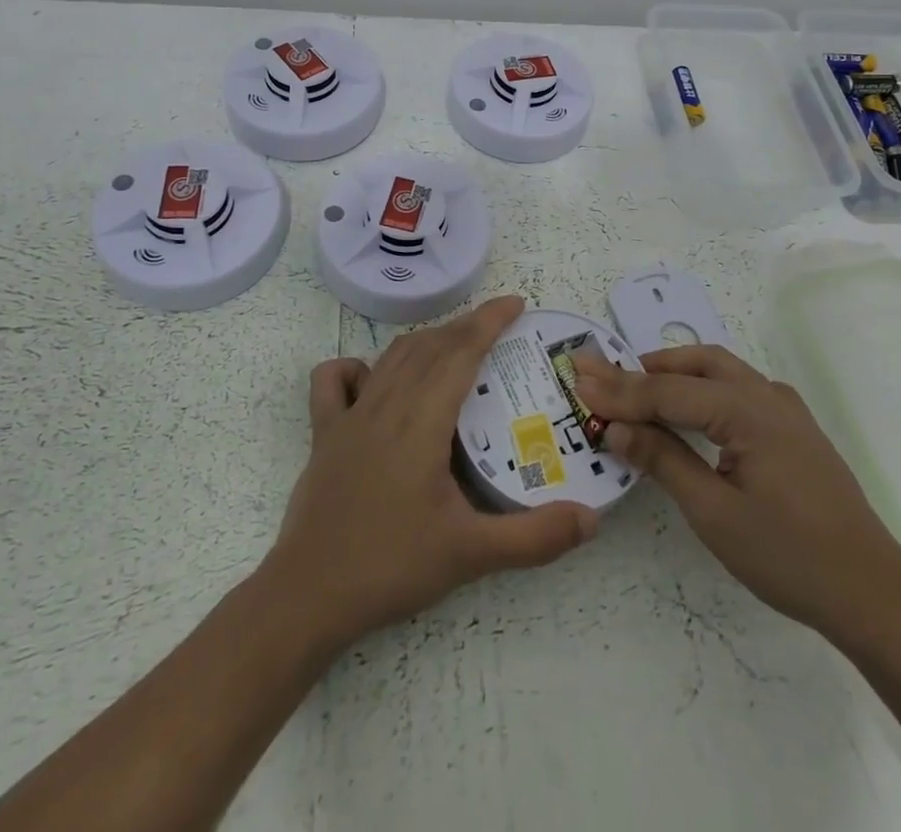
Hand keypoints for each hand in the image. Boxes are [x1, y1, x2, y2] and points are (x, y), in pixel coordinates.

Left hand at [265, 295, 597, 652]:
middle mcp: (385, 404)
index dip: (489, 321)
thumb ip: (535, 537)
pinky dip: (358, 367)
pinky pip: (334, 382)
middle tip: (499, 325)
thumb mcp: (471, 554)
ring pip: (392, 357)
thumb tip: (592, 519)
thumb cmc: (390, 566)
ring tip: (455, 343)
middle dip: (466, 326)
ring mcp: (349, 417)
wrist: (307, 597)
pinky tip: (374, 379)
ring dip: (427, 340)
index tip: (516, 303)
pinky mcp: (323, 434)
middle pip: (430, 346)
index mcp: (421, 421)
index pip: (460, 351)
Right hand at [572, 345, 900, 645]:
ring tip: (637, 387)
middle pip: (696, 363)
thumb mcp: (714, 512)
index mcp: (747, 410)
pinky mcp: (795, 428)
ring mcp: (786, 410)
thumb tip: (616, 427)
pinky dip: (705, 387)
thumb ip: (664, 460)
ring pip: (721, 370)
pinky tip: (692, 409)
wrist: (874, 592)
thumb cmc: (789, 556)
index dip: (620, 389)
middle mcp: (766, 395)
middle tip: (604, 379)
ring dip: (676, 372)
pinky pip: (740, 389)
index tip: (577, 380)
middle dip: (647, 367)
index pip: (668, 390)